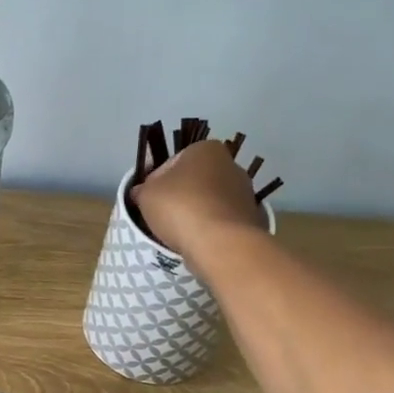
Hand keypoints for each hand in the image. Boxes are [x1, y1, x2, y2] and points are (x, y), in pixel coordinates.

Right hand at [134, 139, 267, 258]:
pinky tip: (198, 241)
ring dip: (196, 213)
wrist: (221, 243)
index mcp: (206, 149)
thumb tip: (141, 192)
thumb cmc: (180, 207)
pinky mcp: (252, 219)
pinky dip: (211, 228)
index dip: (156, 181)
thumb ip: (142, 189)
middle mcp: (231, 165)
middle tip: (162, 216)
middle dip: (180, 195)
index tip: (149, 199)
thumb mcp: (146, 195)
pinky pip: (222, 221)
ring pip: (210, 201)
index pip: (172, 162)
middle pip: (195, 181)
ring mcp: (245, 193)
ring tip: (179, 233)